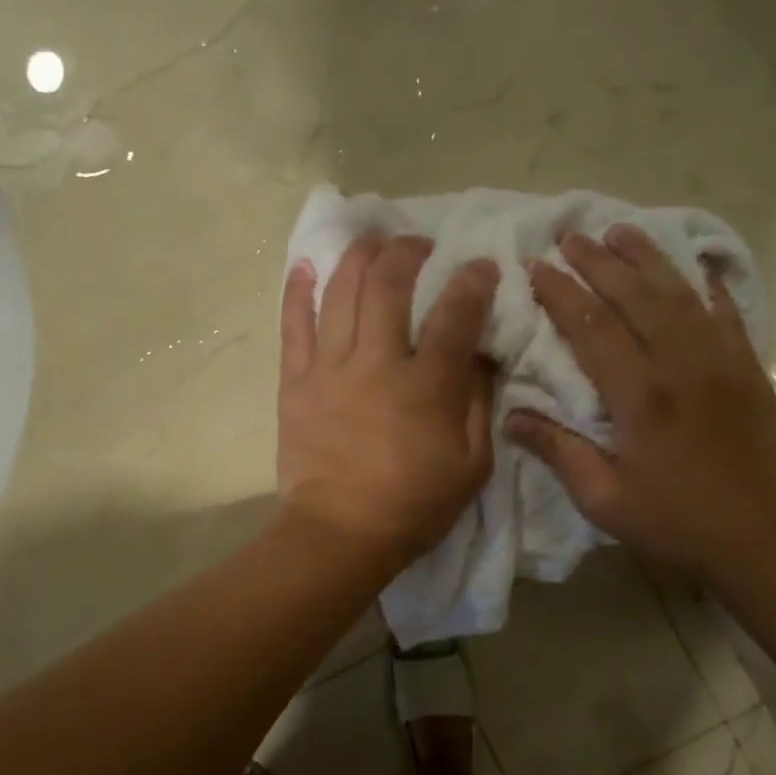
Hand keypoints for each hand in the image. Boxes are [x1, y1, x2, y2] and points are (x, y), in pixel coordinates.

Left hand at [277, 233, 498, 570]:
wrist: (340, 534)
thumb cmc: (414, 505)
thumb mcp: (472, 465)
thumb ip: (479, 404)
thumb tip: (482, 357)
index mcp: (425, 386)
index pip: (454, 315)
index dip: (472, 282)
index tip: (482, 264)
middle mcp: (376, 364)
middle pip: (387, 286)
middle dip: (406, 252)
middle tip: (418, 243)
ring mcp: (329, 370)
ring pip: (340, 294)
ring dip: (358, 256)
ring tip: (371, 240)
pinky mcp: (295, 382)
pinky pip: (293, 326)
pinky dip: (299, 291)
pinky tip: (306, 265)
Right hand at [509, 225, 775, 586]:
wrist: (762, 540)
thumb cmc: (674, 522)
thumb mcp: (603, 499)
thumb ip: (558, 451)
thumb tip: (511, 416)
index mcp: (641, 397)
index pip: (593, 328)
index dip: (561, 293)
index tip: (536, 266)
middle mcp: (682, 366)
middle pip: (637, 297)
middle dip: (600, 262)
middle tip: (571, 235)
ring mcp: (722, 363)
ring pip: (680, 294)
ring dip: (648, 259)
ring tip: (620, 230)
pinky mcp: (749, 369)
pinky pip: (727, 313)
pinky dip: (708, 285)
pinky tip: (693, 265)